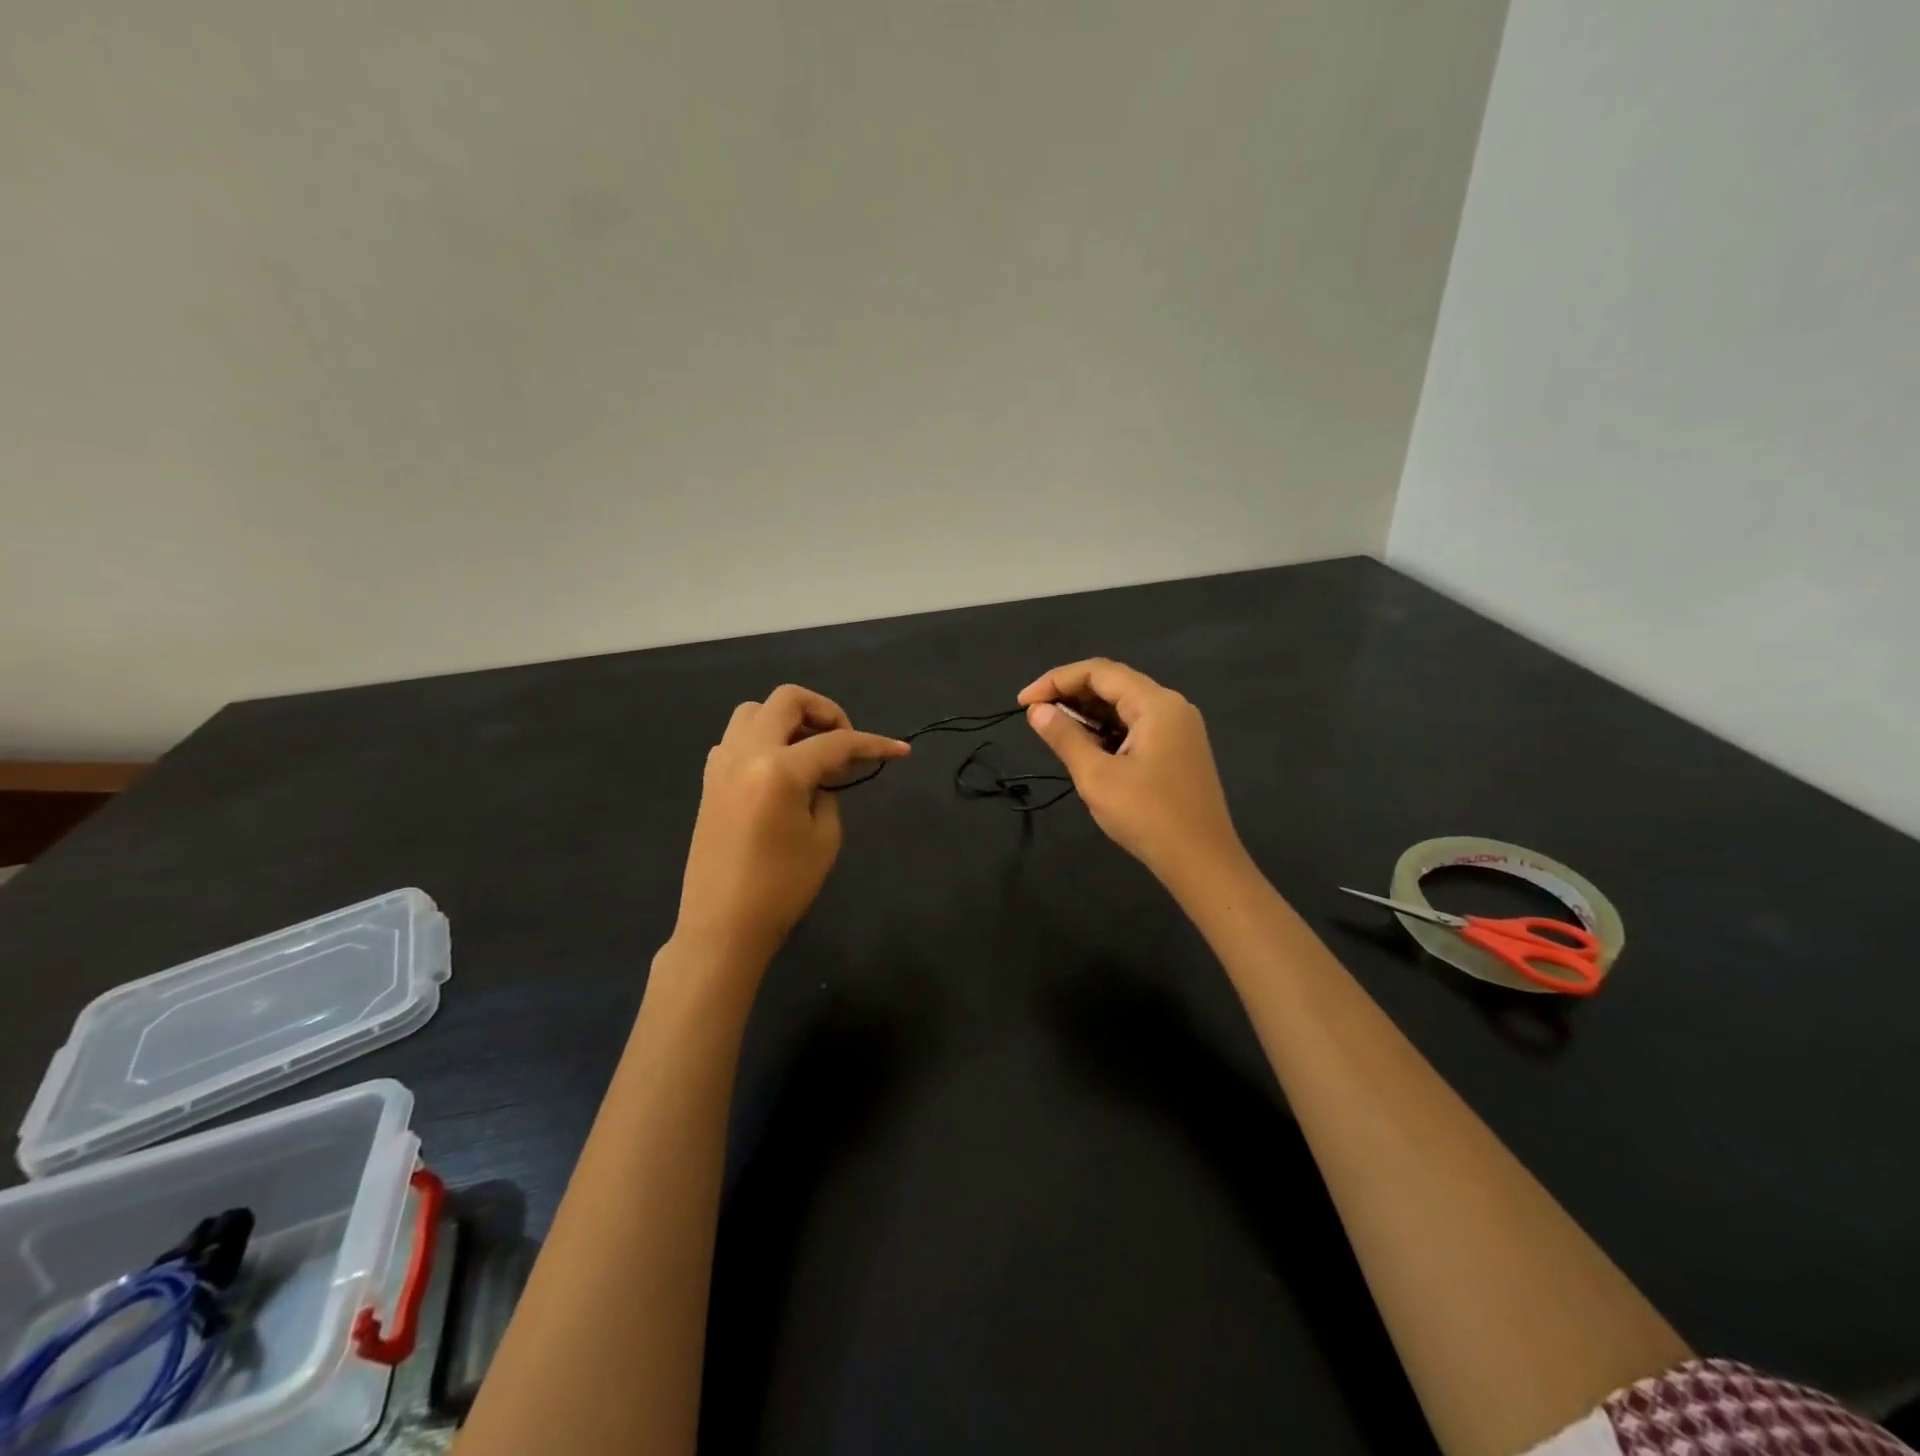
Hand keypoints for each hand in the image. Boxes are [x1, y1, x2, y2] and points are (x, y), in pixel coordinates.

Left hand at [673, 685, 908, 965]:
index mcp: (779, 770)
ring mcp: (722, 764)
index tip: (901, 750)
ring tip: (811, 751)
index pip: (835, 742)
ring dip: (789, 719)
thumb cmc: (782, 889)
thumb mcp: (824, 838)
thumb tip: (824, 772)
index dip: (873, 744)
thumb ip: (828, 791)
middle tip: (845, 742)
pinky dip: (764, 739)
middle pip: (787, 699)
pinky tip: (781, 769)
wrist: (723, 926)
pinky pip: (737, 738)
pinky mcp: (710, 780)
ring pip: (755, 711)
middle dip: (826, 711)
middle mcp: (746, 754)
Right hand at [1019, 659, 1244, 890]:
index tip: (1023, 703)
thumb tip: (1037, 711)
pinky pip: (1136, 726)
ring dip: (1087, 713)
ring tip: (1054, 730)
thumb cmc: (1148, 816)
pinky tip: (1085, 746)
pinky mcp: (1178, 750)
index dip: (1056, 680)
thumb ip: (1065, 737)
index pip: (1098, 672)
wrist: (1202, 862)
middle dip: (1070, 694)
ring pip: (1124, 706)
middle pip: (1113, 683)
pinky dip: (1107, 730)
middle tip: (1035, 715)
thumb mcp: (1097, 776)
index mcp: (1156, 704)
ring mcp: (1178, 729)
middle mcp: (1171, 707)